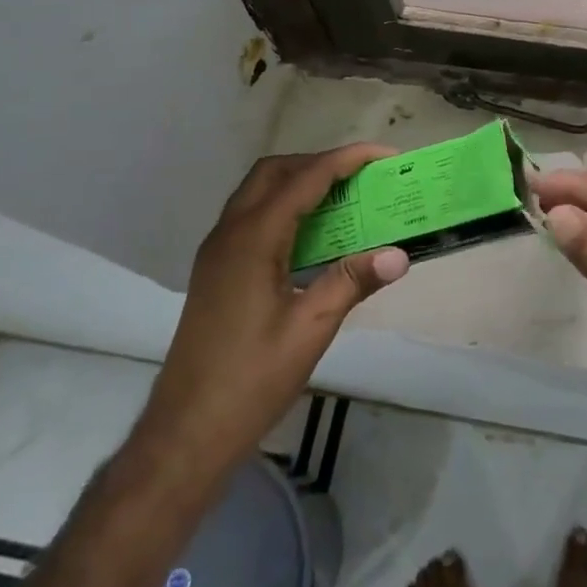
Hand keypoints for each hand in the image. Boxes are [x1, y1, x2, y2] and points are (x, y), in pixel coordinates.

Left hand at [140, 145, 409, 468]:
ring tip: (342, 198)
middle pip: (275, 171)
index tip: (385, 155)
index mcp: (254, 238)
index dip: (347, 160)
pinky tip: (310, 236)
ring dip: (299, 182)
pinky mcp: (215, 269)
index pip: (306, 178)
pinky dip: (284, 206)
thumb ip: (353, 281)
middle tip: (361, 176)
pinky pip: (251, 215)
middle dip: (320, 162)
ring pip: (259, 191)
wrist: (186, 431)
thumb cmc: (251, 379)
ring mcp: (217, 251)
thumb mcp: (311, 329)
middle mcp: (230, 232)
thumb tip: (400, 254)